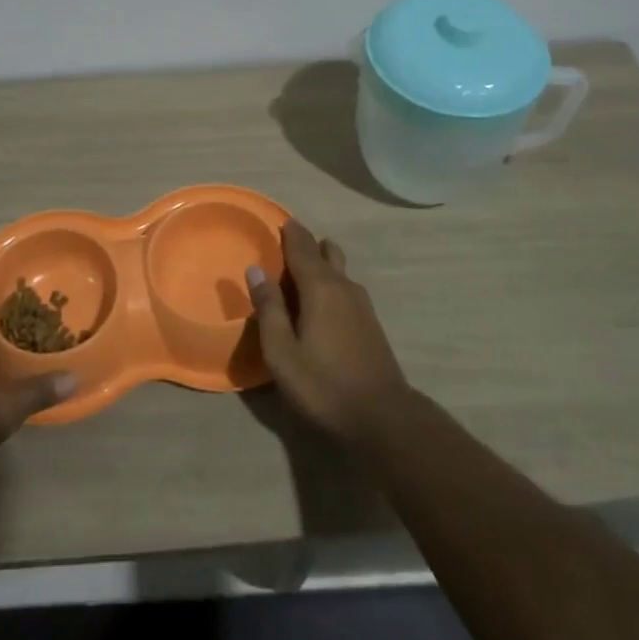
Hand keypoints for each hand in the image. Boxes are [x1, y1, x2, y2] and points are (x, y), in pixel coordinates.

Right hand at [246, 220, 410, 442]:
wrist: (383, 417)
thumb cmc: (323, 385)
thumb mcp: (282, 352)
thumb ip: (268, 308)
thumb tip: (256, 270)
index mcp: (320, 287)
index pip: (302, 246)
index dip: (289, 232)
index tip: (276, 222)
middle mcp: (343, 286)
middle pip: (325, 252)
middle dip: (305, 245)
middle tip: (283, 248)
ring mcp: (362, 304)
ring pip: (339, 269)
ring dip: (320, 264)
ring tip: (299, 275)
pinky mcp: (371, 322)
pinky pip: (346, 287)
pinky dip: (330, 282)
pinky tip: (321, 303)